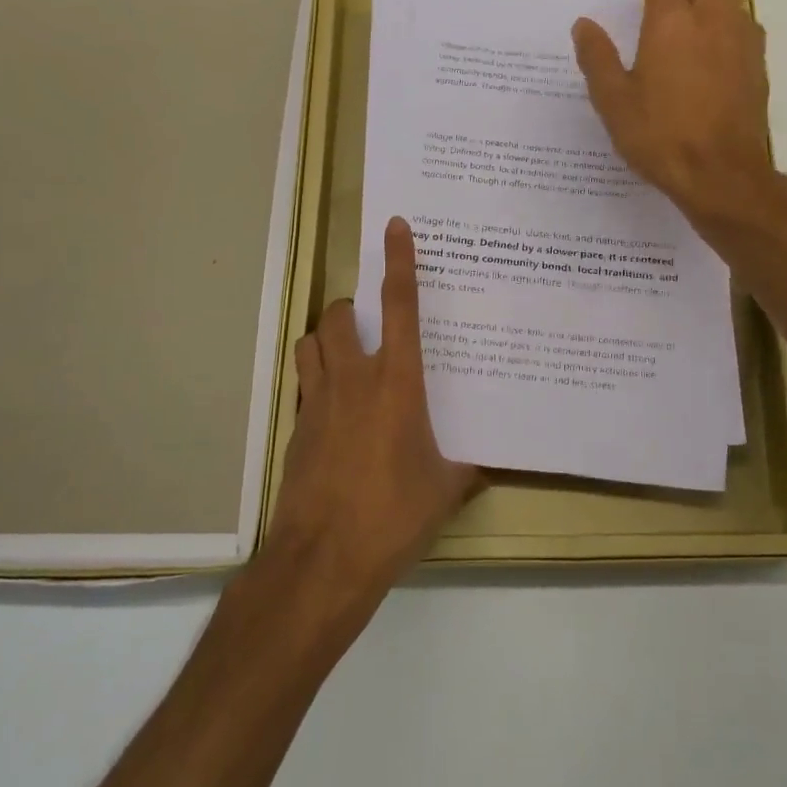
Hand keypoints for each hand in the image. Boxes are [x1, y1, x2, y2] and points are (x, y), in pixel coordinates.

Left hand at [260, 216, 478, 624]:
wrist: (323, 560)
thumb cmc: (394, 516)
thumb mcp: (445, 490)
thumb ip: (468, 467)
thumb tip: (492, 462)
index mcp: (398, 383)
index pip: (401, 306)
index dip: (399, 261)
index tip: (395, 226)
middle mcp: (353, 379)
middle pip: (340, 316)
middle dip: (354, 311)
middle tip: (372, 329)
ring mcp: (317, 402)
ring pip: (310, 342)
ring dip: (327, 340)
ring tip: (346, 360)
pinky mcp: (294, 428)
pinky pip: (302, 385)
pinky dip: (315, 382)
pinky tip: (333, 414)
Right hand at [572, 0, 775, 227]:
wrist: (721, 173)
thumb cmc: (660, 137)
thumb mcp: (614, 102)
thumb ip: (597, 58)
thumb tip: (583, 25)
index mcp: (670, 22)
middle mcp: (711, 18)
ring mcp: (741, 37)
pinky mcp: (758, 61)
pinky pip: (744, 18)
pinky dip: (728, 11)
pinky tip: (717, 35)